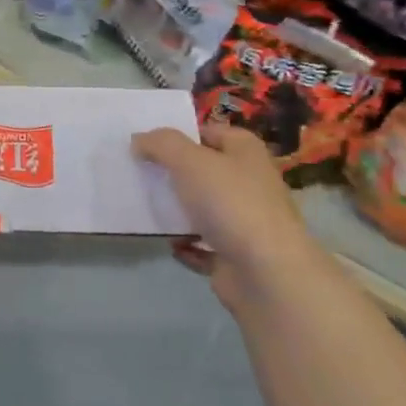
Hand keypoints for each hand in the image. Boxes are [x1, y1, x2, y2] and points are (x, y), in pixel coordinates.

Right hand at [133, 124, 311, 308]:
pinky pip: (203, 244)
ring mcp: (245, 220)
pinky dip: (186, 245)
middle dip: (173, 173)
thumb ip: (161, 144)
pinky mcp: (237, 254)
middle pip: (204, 170)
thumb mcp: (189, 160)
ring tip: (144, 207)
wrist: (266, 273)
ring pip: (203, 208)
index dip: (180, 135)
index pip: (209, 132)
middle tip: (139, 174)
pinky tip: (169, 243)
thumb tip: (139, 140)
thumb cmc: (231, 203)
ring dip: (177, 210)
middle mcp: (250, 181)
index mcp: (245, 151)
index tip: (147, 144)